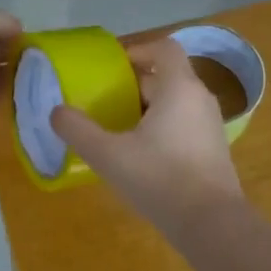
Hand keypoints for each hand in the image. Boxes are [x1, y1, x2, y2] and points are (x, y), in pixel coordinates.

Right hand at [51, 34, 243, 233]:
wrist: (211, 223)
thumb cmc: (159, 178)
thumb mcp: (109, 155)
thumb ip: (78, 130)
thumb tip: (56, 112)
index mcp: (179, 88)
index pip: (164, 48)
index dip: (137, 49)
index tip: (112, 67)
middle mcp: (200, 99)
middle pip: (168, 76)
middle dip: (136, 84)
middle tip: (105, 101)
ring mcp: (211, 125)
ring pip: (176, 102)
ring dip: (148, 108)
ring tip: (119, 128)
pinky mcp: (214, 150)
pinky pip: (185, 124)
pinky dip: (163, 128)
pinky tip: (141, 155)